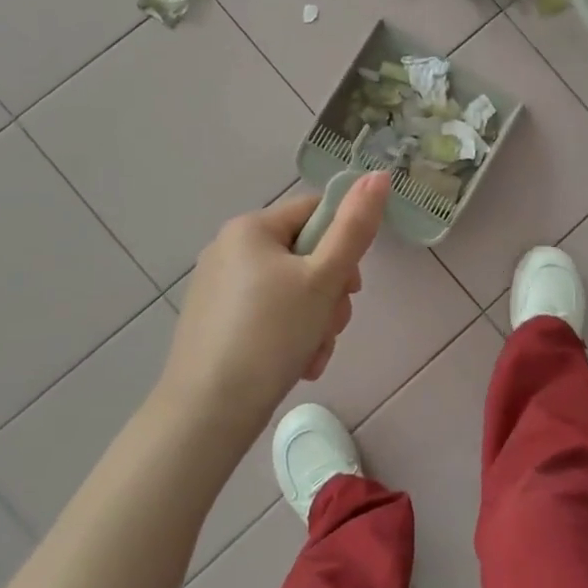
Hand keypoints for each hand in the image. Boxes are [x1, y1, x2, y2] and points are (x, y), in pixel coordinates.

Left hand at [163, 172, 391, 431]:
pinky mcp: (214, 321)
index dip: (344, 245)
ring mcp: (218, 287)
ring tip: (313, 353)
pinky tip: (297, 364)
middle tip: (332, 325)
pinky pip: (268, 314)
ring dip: (315, 319)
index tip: (350, 287)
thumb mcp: (324, 279)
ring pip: (291, 289)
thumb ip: (355, 227)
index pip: (316, 211)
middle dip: (330, 292)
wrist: (208, 412)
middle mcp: (229, 248)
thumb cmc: (271, 334)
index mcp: (251, 227)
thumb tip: (379, 175)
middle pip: (305, 255)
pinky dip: (289, 334)